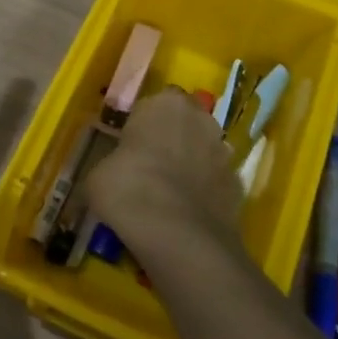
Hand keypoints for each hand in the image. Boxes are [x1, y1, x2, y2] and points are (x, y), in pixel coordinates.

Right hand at [86, 90, 245, 272]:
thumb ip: (111, 163)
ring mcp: (225, 152)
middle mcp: (201, 118)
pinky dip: (204, 193)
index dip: (140, 127)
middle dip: (170, 141)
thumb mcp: (98, 174)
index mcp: (165, 103)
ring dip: (190, 166)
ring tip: (166, 197)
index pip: (152, 105)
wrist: (178, 235)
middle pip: (183, 124)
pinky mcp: (239, 185)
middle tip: (147, 169)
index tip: (128, 148)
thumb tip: (112, 174)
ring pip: (202, 152)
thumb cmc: (130, 188)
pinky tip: (185, 215)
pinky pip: (214, 183)